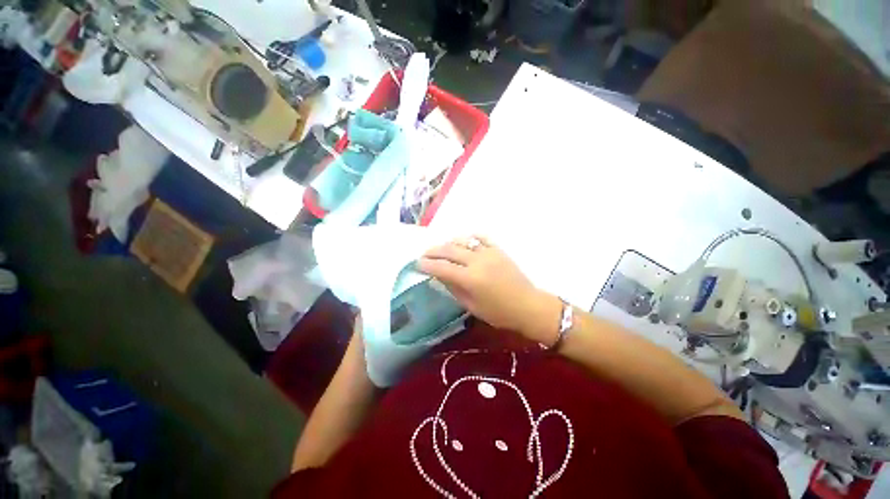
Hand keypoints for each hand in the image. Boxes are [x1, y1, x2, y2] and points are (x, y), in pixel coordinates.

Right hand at [418, 236, 561, 344]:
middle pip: (449, 250)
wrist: (527, 305)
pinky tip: (464, 241)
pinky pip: (481, 238)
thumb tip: (439, 276)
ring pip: (463, 241)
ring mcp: (488, 252)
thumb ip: (453, 288)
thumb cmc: (499, 313)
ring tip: (442, 249)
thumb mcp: (472, 306)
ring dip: (449, 243)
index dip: (427, 265)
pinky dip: (470, 237)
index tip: (417, 264)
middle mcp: (477, 261)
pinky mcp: (498, 249)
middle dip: (433, 251)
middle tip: (424, 254)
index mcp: (470, 279)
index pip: (442, 267)